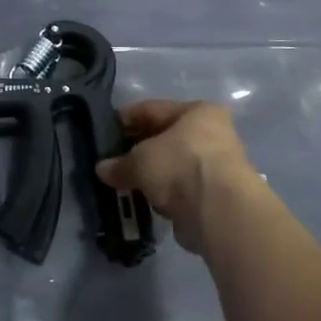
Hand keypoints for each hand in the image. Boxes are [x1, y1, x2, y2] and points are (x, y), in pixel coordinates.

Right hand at [95, 100, 260, 254]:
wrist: (218, 211)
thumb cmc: (180, 166)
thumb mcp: (140, 160)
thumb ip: (120, 163)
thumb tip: (102, 169)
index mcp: (198, 112)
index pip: (153, 109)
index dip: (126, 119)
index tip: (105, 131)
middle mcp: (212, 134)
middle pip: (165, 138)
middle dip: (138, 150)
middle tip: (112, 160)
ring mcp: (215, 166)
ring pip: (172, 165)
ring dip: (150, 175)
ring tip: (123, 183)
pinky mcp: (214, 196)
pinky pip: (179, 189)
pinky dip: (163, 194)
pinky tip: (144, 200)